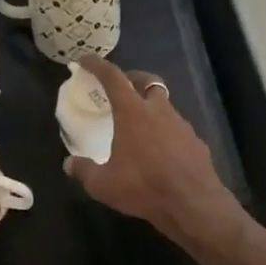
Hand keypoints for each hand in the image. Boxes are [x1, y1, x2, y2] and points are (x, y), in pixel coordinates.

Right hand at [64, 58, 246, 255]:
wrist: (194, 205)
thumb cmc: (144, 188)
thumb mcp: (103, 185)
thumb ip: (84, 171)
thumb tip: (69, 164)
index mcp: (133, 113)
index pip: (113, 78)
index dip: (98, 65)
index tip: (86, 60)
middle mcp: (159, 111)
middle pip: (148, 81)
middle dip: (133, 78)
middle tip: (121, 86)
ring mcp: (182, 125)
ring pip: (164, 105)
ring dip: (150, 107)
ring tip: (139, 125)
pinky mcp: (196, 142)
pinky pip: (177, 129)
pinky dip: (166, 132)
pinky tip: (160, 151)